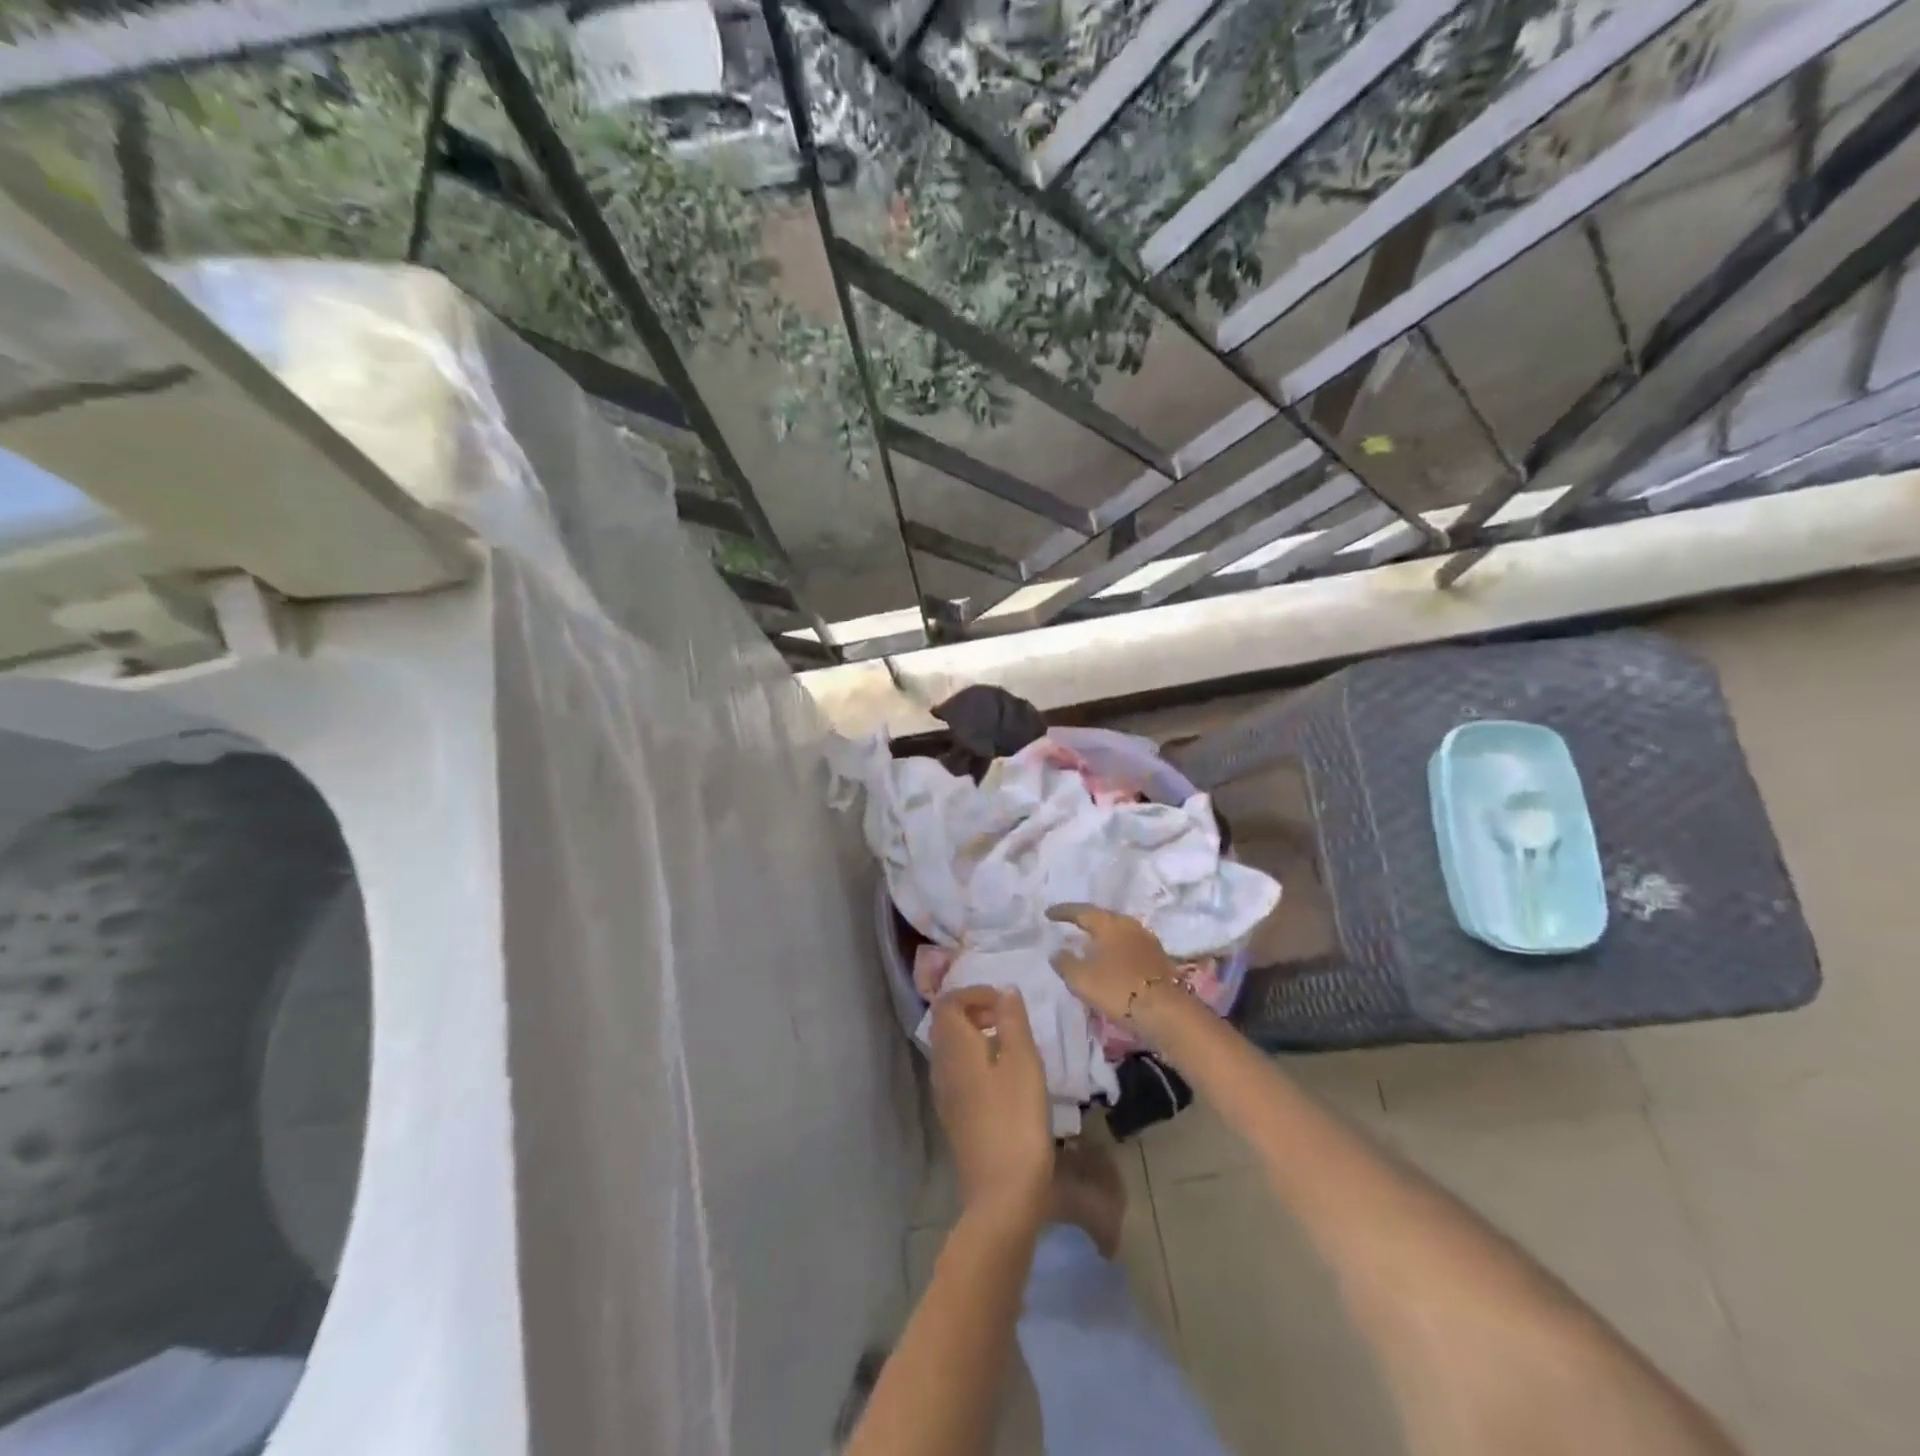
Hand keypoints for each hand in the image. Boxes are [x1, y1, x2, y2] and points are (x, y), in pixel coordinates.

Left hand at [929, 987, 1053, 1220]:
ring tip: (1012, 1045)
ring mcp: (944, 1093)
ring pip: (952, 1048)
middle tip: (1010, 1019)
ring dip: (977, 1035)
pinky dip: (977, 1059)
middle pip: (947, 1023)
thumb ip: (1012, 1020)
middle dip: (975, 1010)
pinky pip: (958, 1071)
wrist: (1002, 1192)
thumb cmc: (1016, 1118)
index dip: (975, 992)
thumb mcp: (1023, 1062)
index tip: (1006, 1002)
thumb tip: (1005, 990)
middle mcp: (941, 1065)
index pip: (948, 1002)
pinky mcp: (954, 1115)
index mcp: (953, 1047)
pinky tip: (1005, 1077)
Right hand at [1045, 904, 1179, 1022]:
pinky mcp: (1157, 959)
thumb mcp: (1081, 978)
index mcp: (1109, 923)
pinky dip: (1115, 951)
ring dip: (1102, 937)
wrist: (1166, 1012)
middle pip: (1103, 918)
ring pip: (1117, 933)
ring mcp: (1147, 941)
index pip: (1081, 911)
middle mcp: (1129, 925)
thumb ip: (1064, 962)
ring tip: (1088, 944)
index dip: (1063, 912)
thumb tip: (1057, 951)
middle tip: (1069, 925)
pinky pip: (1128, 947)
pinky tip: (1109, 961)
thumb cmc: (1118, 989)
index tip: (1048, 913)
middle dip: (1085, 922)